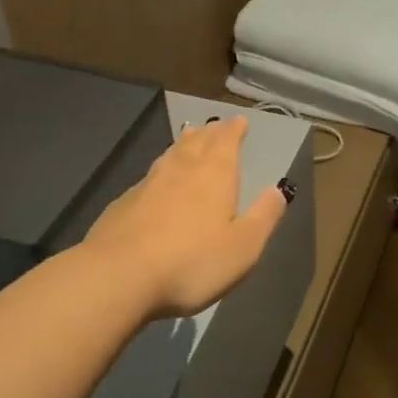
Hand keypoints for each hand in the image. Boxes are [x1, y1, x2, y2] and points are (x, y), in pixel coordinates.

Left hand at [84, 115, 290, 318]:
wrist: (118, 276)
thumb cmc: (191, 262)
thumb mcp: (243, 247)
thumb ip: (264, 217)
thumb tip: (279, 190)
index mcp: (215, 174)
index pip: (227, 140)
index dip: (234, 130)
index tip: (239, 121)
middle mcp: (182, 169)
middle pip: (198, 141)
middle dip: (210, 132)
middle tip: (216, 126)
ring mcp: (149, 183)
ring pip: (172, 154)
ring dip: (184, 144)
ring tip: (190, 139)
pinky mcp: (124, 203)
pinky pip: (150, 176)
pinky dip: (161, 171)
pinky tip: (158, 182)